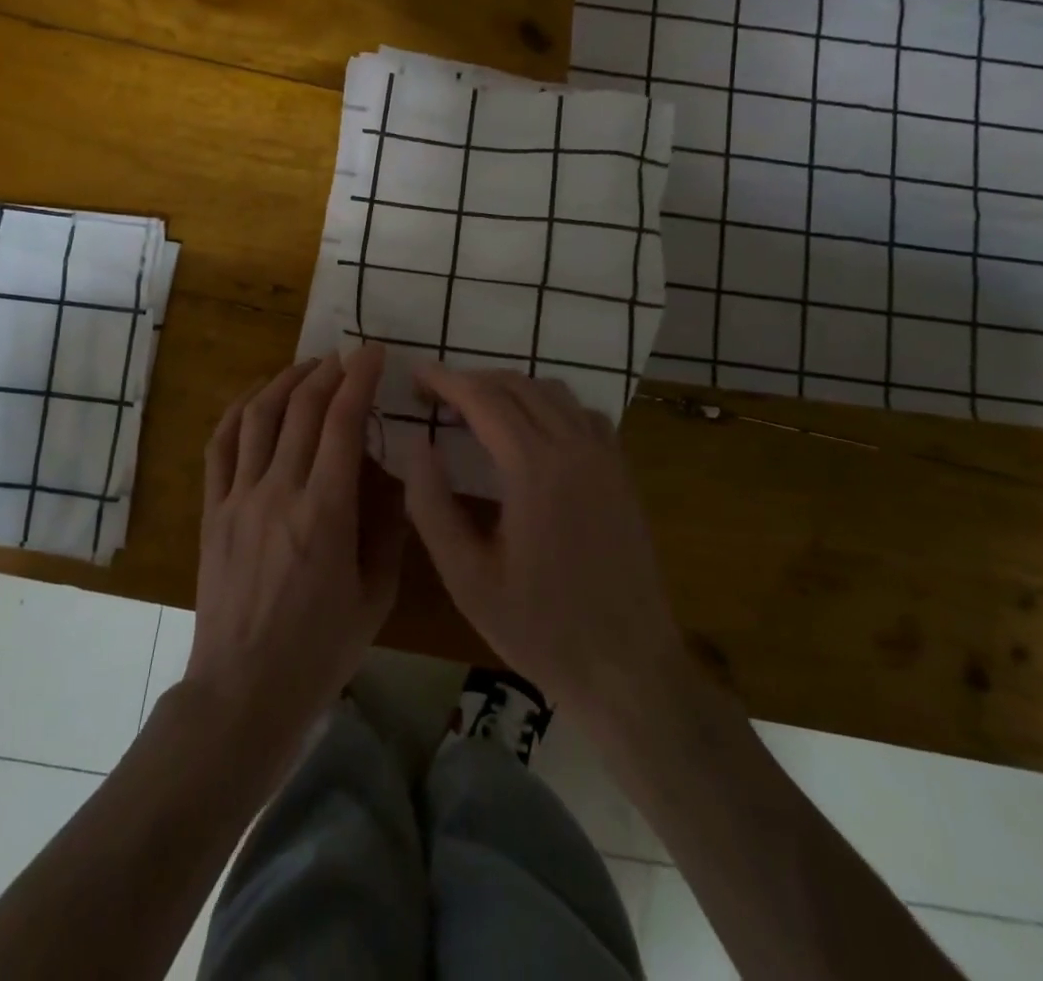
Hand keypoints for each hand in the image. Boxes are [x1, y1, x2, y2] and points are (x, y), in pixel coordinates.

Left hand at [185, 345, 404, 776]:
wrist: (243, 692)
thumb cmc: (320, 651)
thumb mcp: (376, 596)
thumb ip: (388, 530)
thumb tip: (391, 479)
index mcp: (325, 513)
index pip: (343, 423)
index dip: (359, 379)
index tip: (373, 352)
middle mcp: (278, 492)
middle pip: (301, 409)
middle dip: (328, 372)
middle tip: (347, 356)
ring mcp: (238, 499)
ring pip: (258, 417)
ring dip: (285, 381)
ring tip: (308, 366)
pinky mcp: (212, 511)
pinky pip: (220, 446)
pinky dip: (238, 411)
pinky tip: (256, 397)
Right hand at [402, 364, 688, 719]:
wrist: (627, 668)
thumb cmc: (539, 628)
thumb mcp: (466, 577)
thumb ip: (432, 505)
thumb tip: (417, 446)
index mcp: (535, 469)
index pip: (483, 399)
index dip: (445, 380)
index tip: (415, 374)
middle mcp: (575, 448)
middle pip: (518, 386)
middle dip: (473, 381)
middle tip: (437, 397)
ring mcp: (606, 458)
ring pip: (553, 392)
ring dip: (510, 389)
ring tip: (477, 410)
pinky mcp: (622, 473)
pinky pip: (582, 414)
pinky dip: (549, 405)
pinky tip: (532, 432)